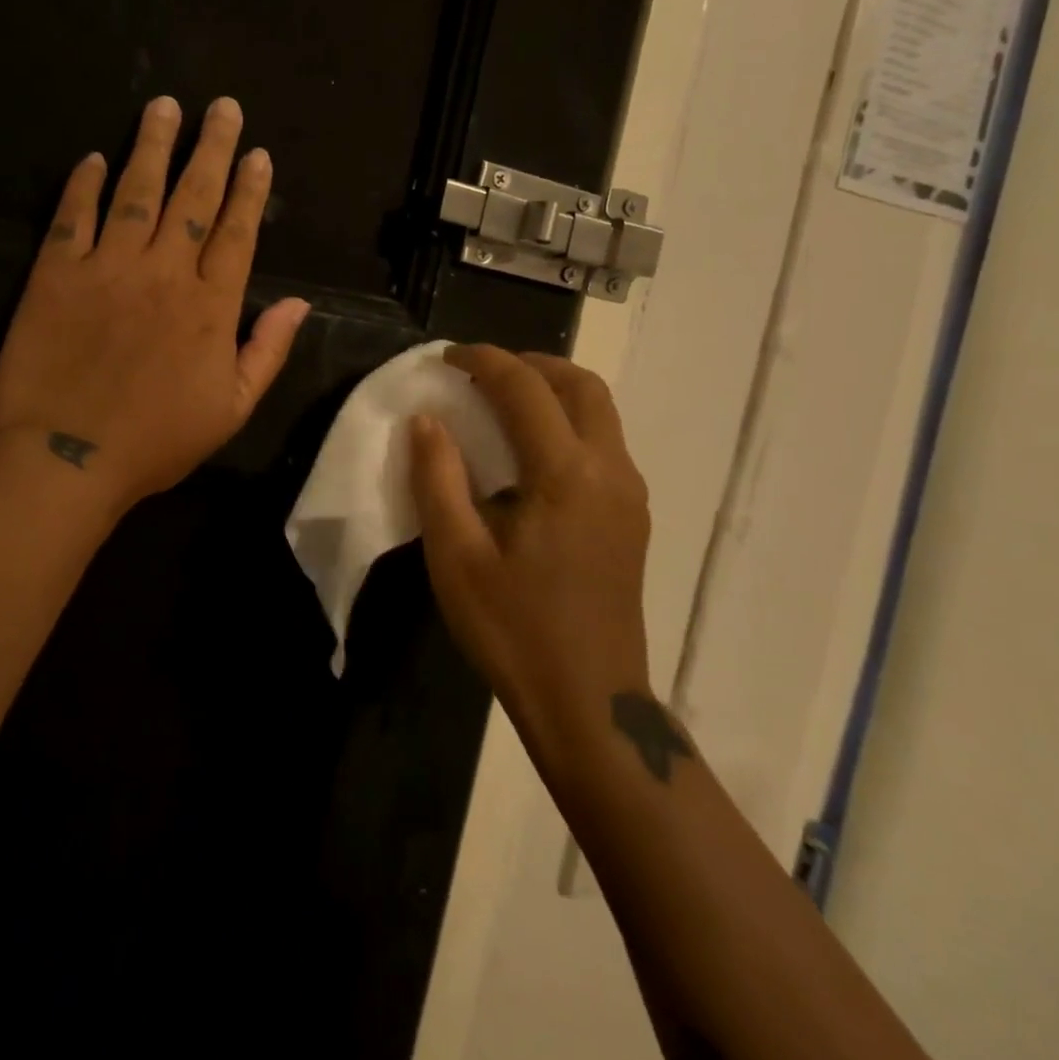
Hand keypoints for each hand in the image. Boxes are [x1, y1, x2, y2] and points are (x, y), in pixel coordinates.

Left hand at [0, 94, 309, 512]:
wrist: (67, 459)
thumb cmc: (156, 442)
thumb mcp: (232, 409)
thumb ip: (268, 351)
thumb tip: (301, 303)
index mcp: (209, 306)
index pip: (236, 232)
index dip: (249, 189)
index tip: (256, 152)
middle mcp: (163, 272)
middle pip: (192, 197)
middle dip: (210, 148)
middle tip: (220, 106)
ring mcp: (106, 267)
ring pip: (135, 192)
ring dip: (151, 146)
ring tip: (163, 106)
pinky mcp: (55, 274)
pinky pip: (72, 217)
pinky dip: (82, 184)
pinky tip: (92, 158)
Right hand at [409, 346, 651, 752]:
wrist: (589, 702)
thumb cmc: (513, 629)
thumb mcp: (456, 556)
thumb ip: (437, 478)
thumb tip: (426, 420)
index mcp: (566, 474)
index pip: (525, 387)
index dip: (483, 360)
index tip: (447, 357)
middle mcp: (610, 470)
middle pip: (581, 385)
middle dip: (530, 364)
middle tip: (481, 373)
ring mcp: (629, 494)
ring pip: (600, 411)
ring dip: (553, 390)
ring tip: (502, 402)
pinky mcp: (631, 516)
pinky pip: (604, 441)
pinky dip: (568, 421)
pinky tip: (530, 451)